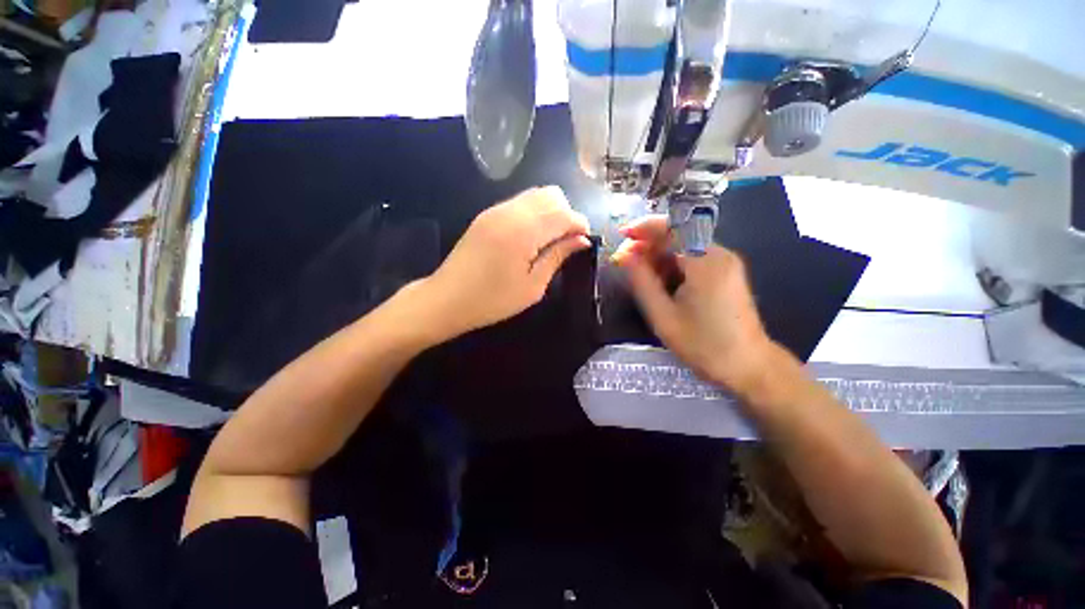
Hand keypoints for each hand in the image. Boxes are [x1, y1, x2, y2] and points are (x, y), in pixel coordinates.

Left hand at [423, 186, 590, 337]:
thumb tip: (582, 240)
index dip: (580, 224)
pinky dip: (535, 213)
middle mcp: (511, 212)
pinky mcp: (487, 214)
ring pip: (536, 194)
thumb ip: (558, 256)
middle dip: (567, 214)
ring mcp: (496, 210)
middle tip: (566, 242)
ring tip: (550, 240)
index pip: (564, 213)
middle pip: (552, 195)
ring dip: (551, 211)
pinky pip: (520, 202)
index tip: (585, 241)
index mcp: (524, 231)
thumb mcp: (532, 286)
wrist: (447, 299)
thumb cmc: (493, 300)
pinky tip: (531, 237)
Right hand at [612, 215, 776, 394]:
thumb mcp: (663, 316)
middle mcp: (719, 254)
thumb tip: (624, 255)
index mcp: (705, 263)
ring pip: (685, 245)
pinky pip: (693, 257)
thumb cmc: (703, 345)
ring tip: (638, 273)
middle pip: (678, 233)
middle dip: (648, 242)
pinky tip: (660, 280)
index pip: (672, 228)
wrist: (748, 366)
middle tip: (625, 259)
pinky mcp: (726, 271)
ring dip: (658, 253)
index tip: (621, 234)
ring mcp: (726, 262)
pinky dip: (672, 262)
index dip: (644, 227)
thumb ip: (641, 281)